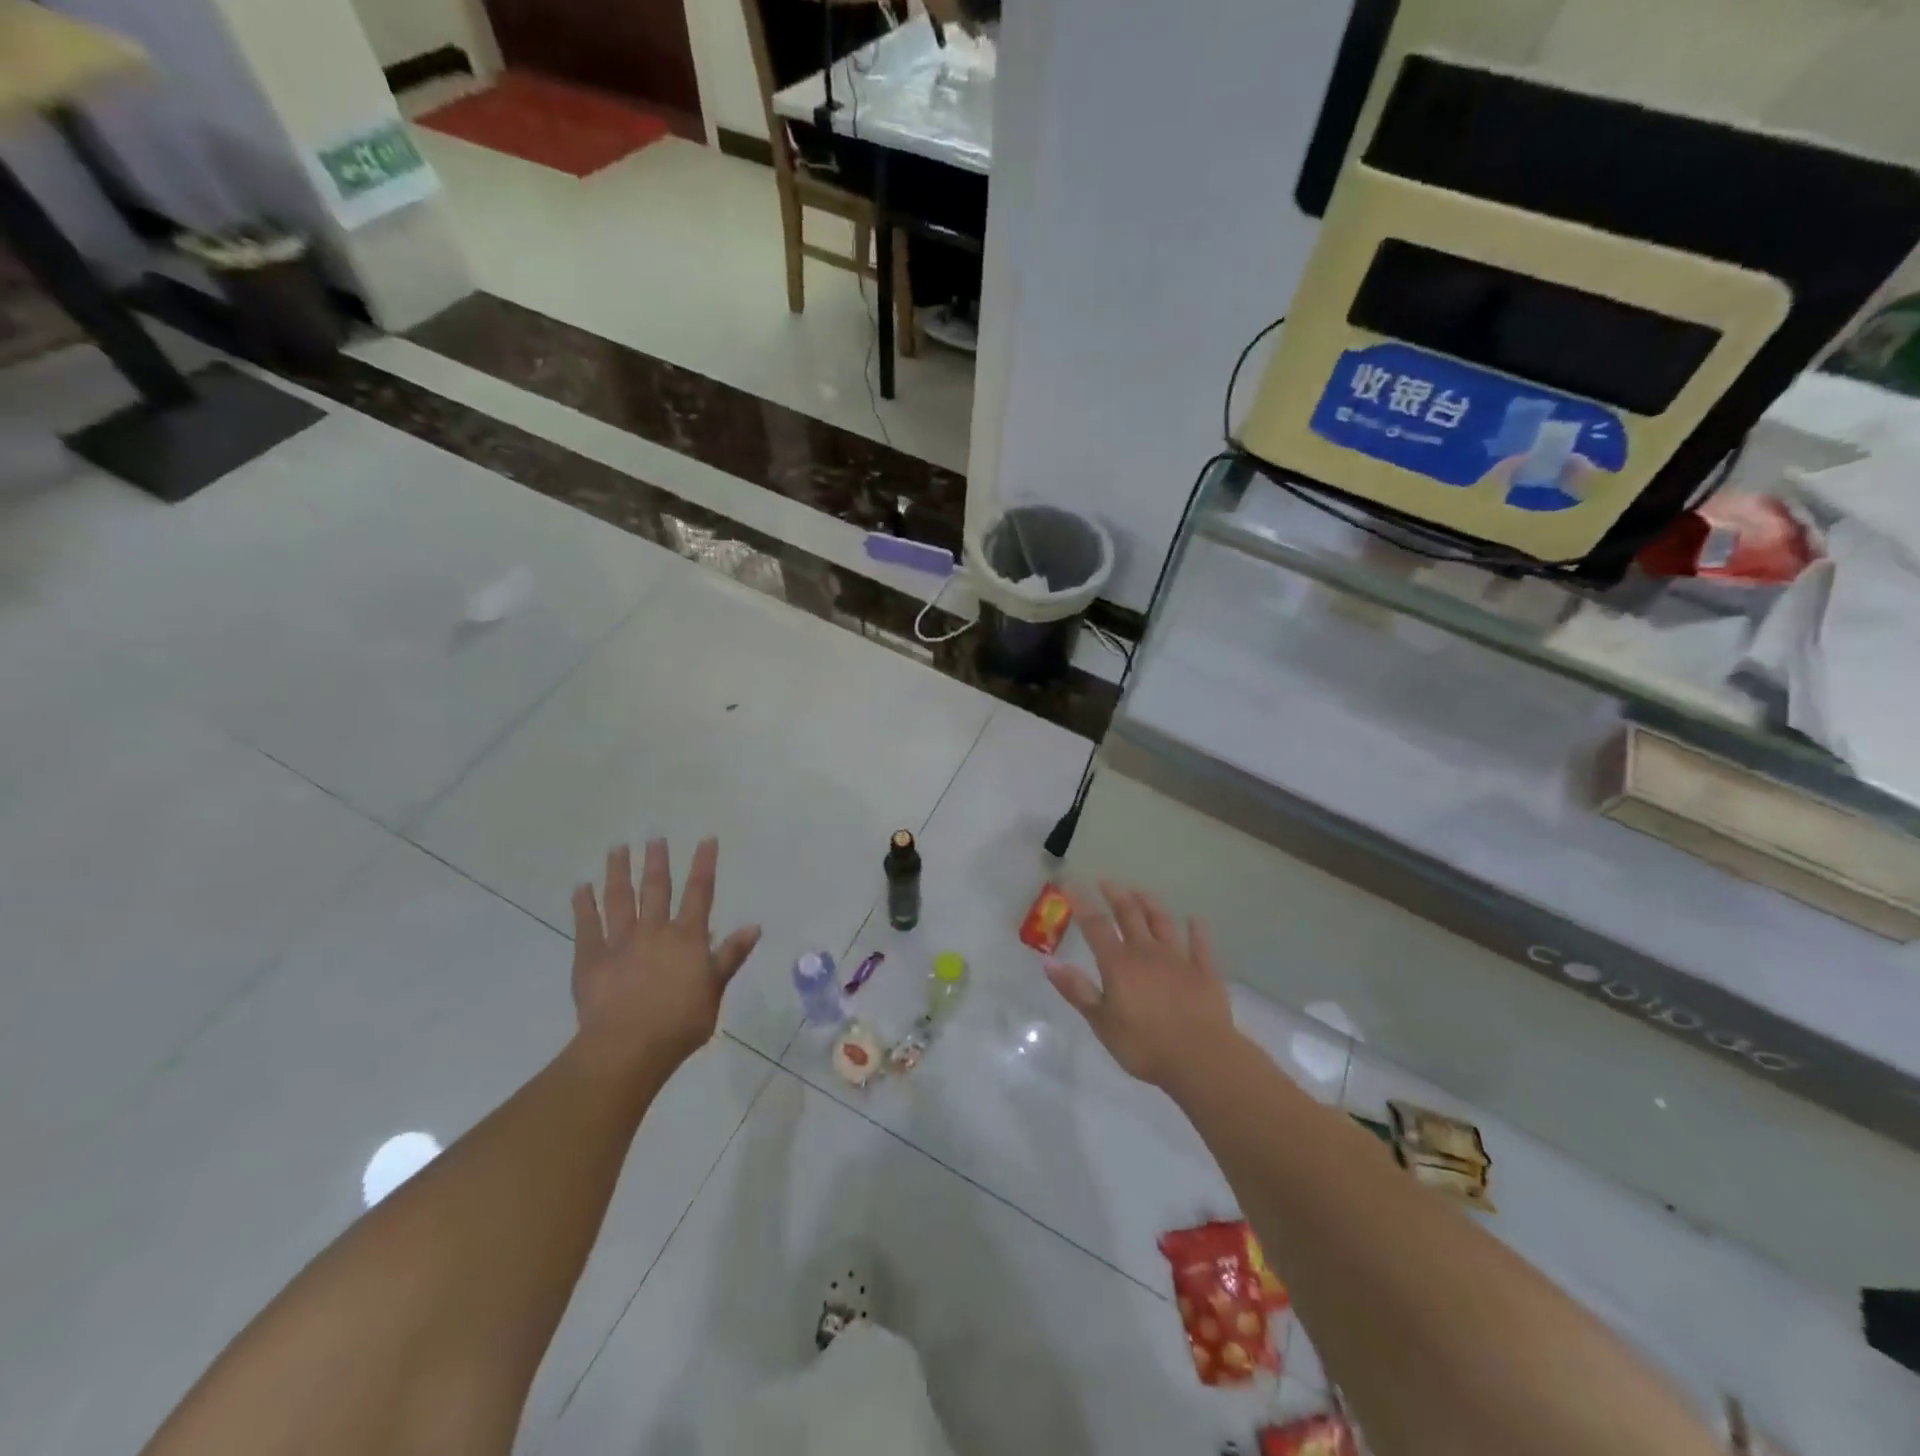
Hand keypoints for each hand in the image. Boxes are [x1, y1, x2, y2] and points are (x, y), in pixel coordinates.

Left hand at [570, 839, 760, 1075]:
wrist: (628, 1047)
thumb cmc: (680, 1022)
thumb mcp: (715, 990)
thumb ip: (730, 956)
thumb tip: (753, 926)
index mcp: (687, 938)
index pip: (700, 893)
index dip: (704, 865)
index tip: (706, 839)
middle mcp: (655, 931)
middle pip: (657, 889)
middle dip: (657, 862)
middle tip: (655, 838)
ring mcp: (620, 942)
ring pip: (620, 899)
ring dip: (619, 872)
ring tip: (618, 849)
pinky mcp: (591, 959)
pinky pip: (586, 925)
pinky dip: (583, 905)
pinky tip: (581, 887)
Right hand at [1043, 881, 1234, 1090]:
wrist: (1201, 1058)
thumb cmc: (1144, 1045)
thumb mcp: (1101, 1022)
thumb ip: (1077, 990)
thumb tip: (1049, 962)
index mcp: (1118, 963)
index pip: (1095, 925)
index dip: (1081, 903)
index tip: (1070, 884)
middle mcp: (1147, 952)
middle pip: (1130, 914)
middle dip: (1116, 895)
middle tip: (1106, 882)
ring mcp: (1178, 959)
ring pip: (1162, 922)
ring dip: (1150, 904)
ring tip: (1140, 891)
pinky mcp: (1205, 972)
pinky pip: (1199, 945)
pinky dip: (1196, 930)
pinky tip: (1194, 920)